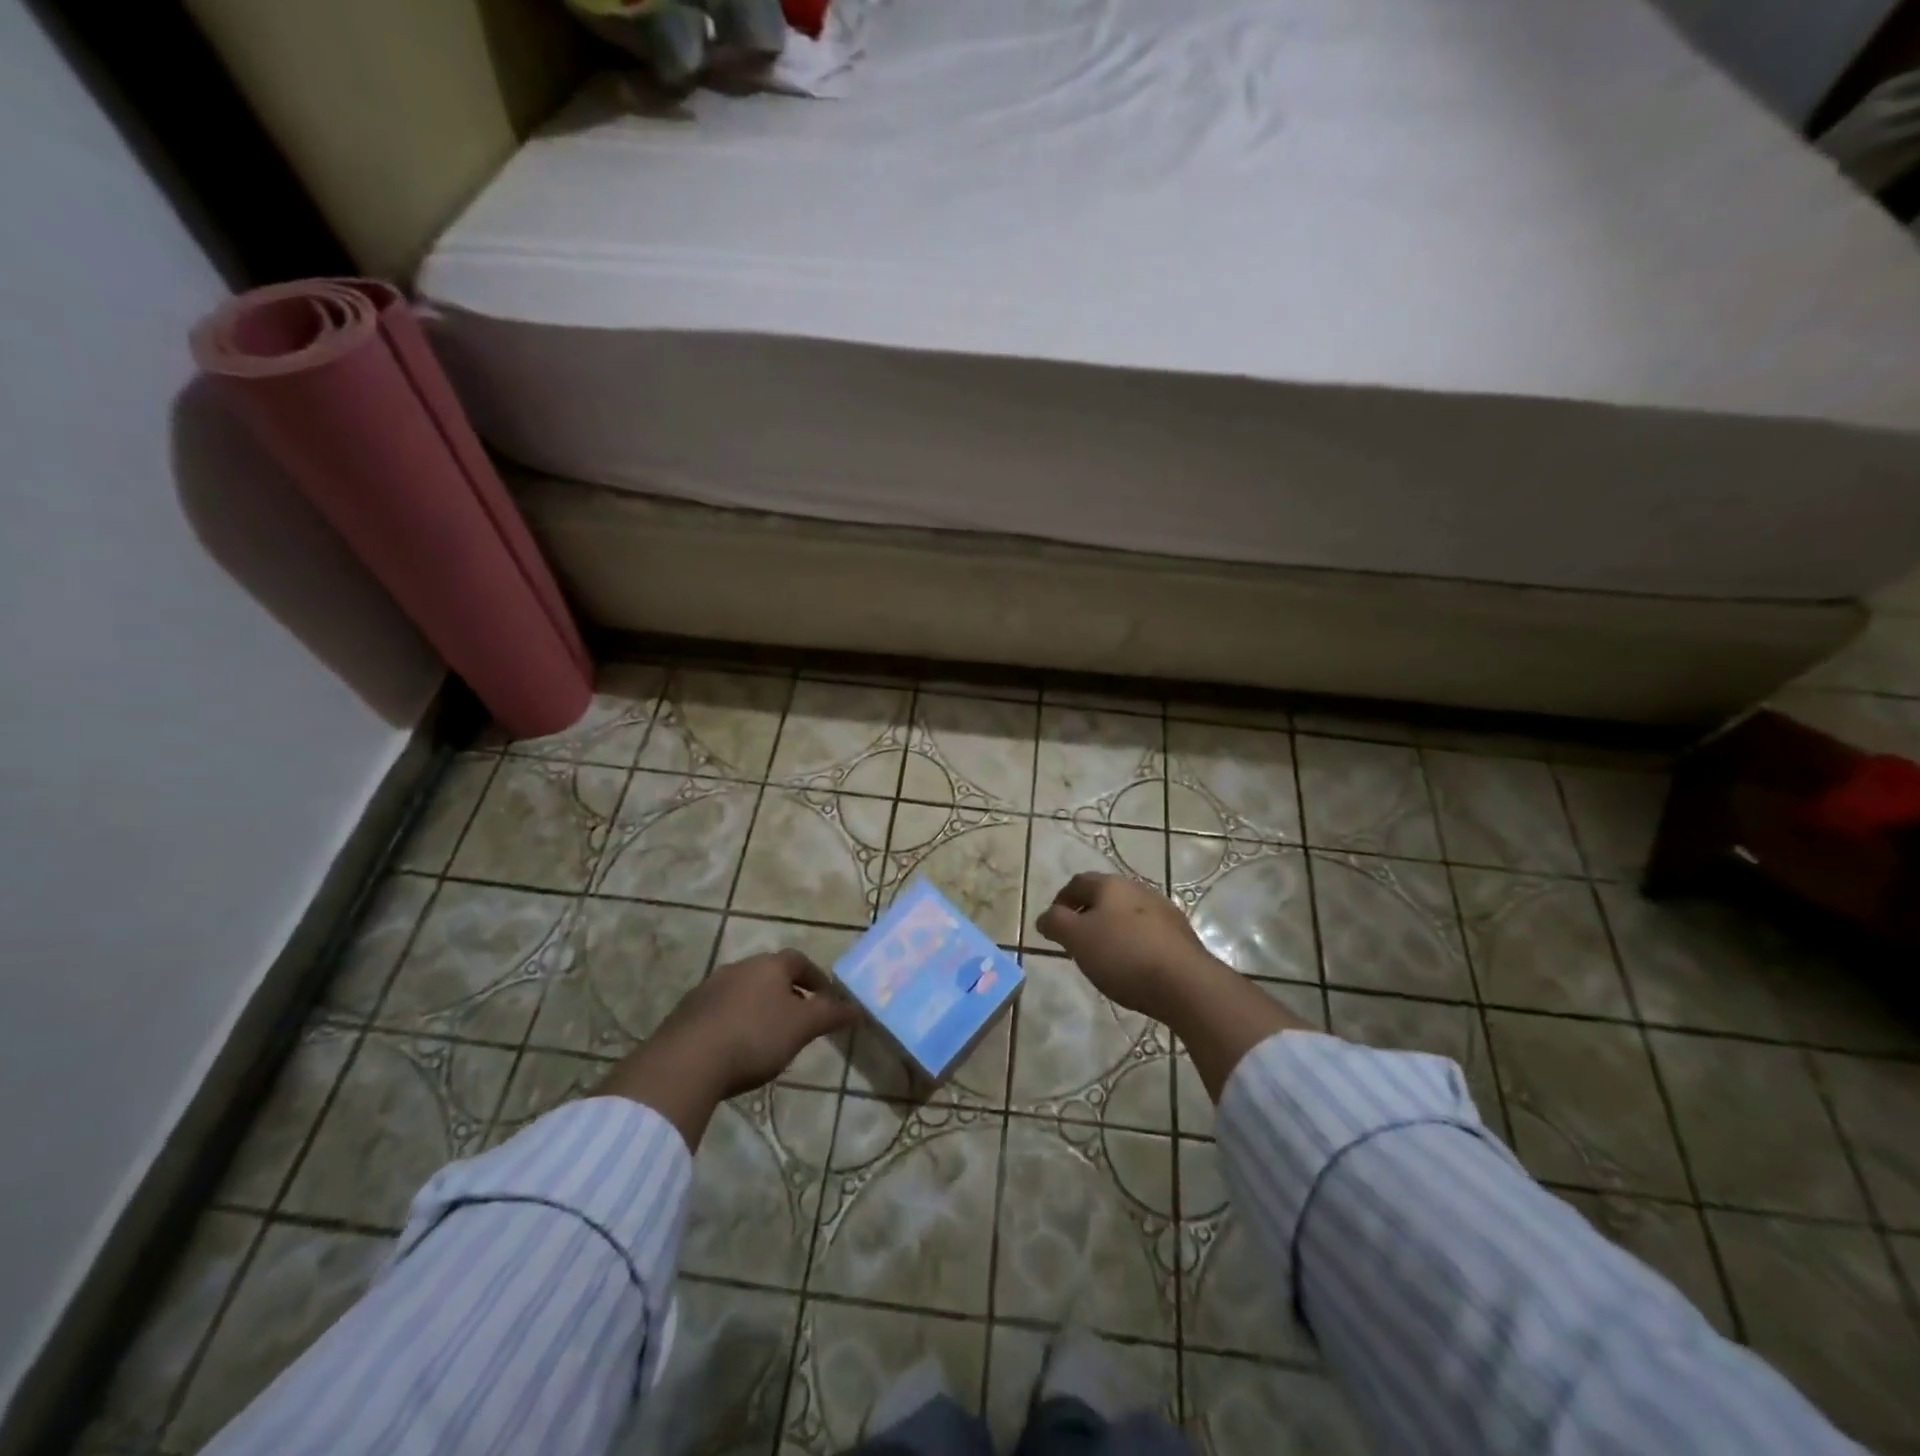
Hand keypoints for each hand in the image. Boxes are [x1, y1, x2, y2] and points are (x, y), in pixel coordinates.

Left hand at [597, 951, 858, 1148]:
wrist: (687, 1061)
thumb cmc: (755, 1036)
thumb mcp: (802, 1027)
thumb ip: (831, 1015)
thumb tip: (857, 1008)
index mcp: (769, 965)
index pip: (799, 961)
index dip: (815, 977)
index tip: (825, 998)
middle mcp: (738, 967)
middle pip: (769, 974)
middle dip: (786, 993)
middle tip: (798, 1019)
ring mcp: (708, 988)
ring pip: (742, 992)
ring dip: (757, 1007)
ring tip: (767, 1037)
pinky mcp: (686, 1012)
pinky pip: (718, 1011)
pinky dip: (733, 1022)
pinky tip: (734, 1048)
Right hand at [1035, 872, 1221, 1024]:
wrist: (1185, 983)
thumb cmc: (1123, 955)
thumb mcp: (1077, 939)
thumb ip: (1056, 923)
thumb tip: (1044, 917)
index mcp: (1110, 885)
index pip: (1077, 883)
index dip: (1060, 900)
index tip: (1053, 925)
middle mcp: (1138, 889)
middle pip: (1104, 896)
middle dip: (1086, 915)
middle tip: (1075, 941)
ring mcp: (1163, 910)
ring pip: (1127, 914)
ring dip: (1111, 929)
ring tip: (1103, 956)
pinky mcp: (1181, 934)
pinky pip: (1147, 932)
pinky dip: (1133, 943)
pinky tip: (1132, 966)